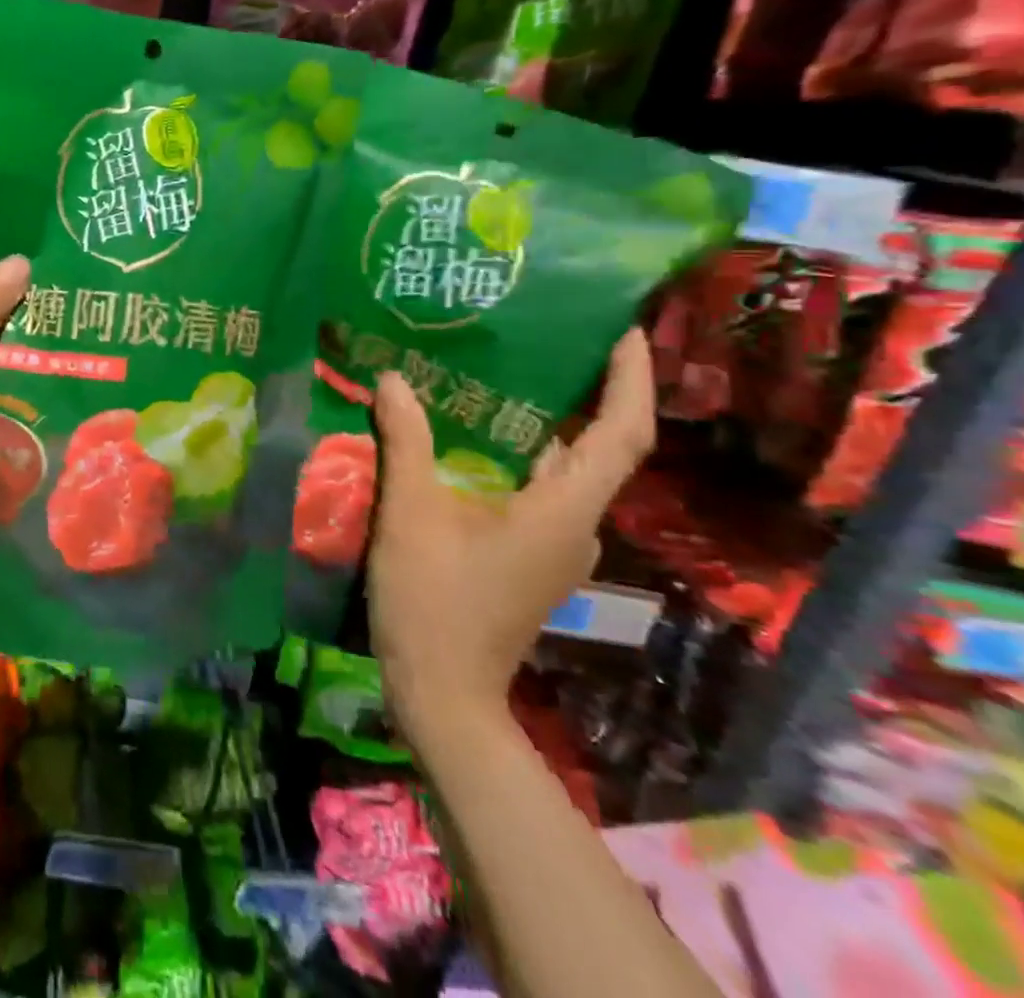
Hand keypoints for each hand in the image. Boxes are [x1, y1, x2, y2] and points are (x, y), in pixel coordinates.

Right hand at [367, 330, 655, 731]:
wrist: (442, 692)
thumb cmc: (433, 600)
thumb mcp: (410, 512)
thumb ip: (404, 440)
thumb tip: (391, 378)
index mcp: (563, 510)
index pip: (622, 434)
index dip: (631, 380)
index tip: (625, 331)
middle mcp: (576, 525)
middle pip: (597, 448)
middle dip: (585, 392)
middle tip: (547, 338)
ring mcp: (556, 547)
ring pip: (563, 472)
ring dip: (544, 424)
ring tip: (501, 377)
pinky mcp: (531, 559)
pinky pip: (538, 492)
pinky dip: (520, 457)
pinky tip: (472, 440)